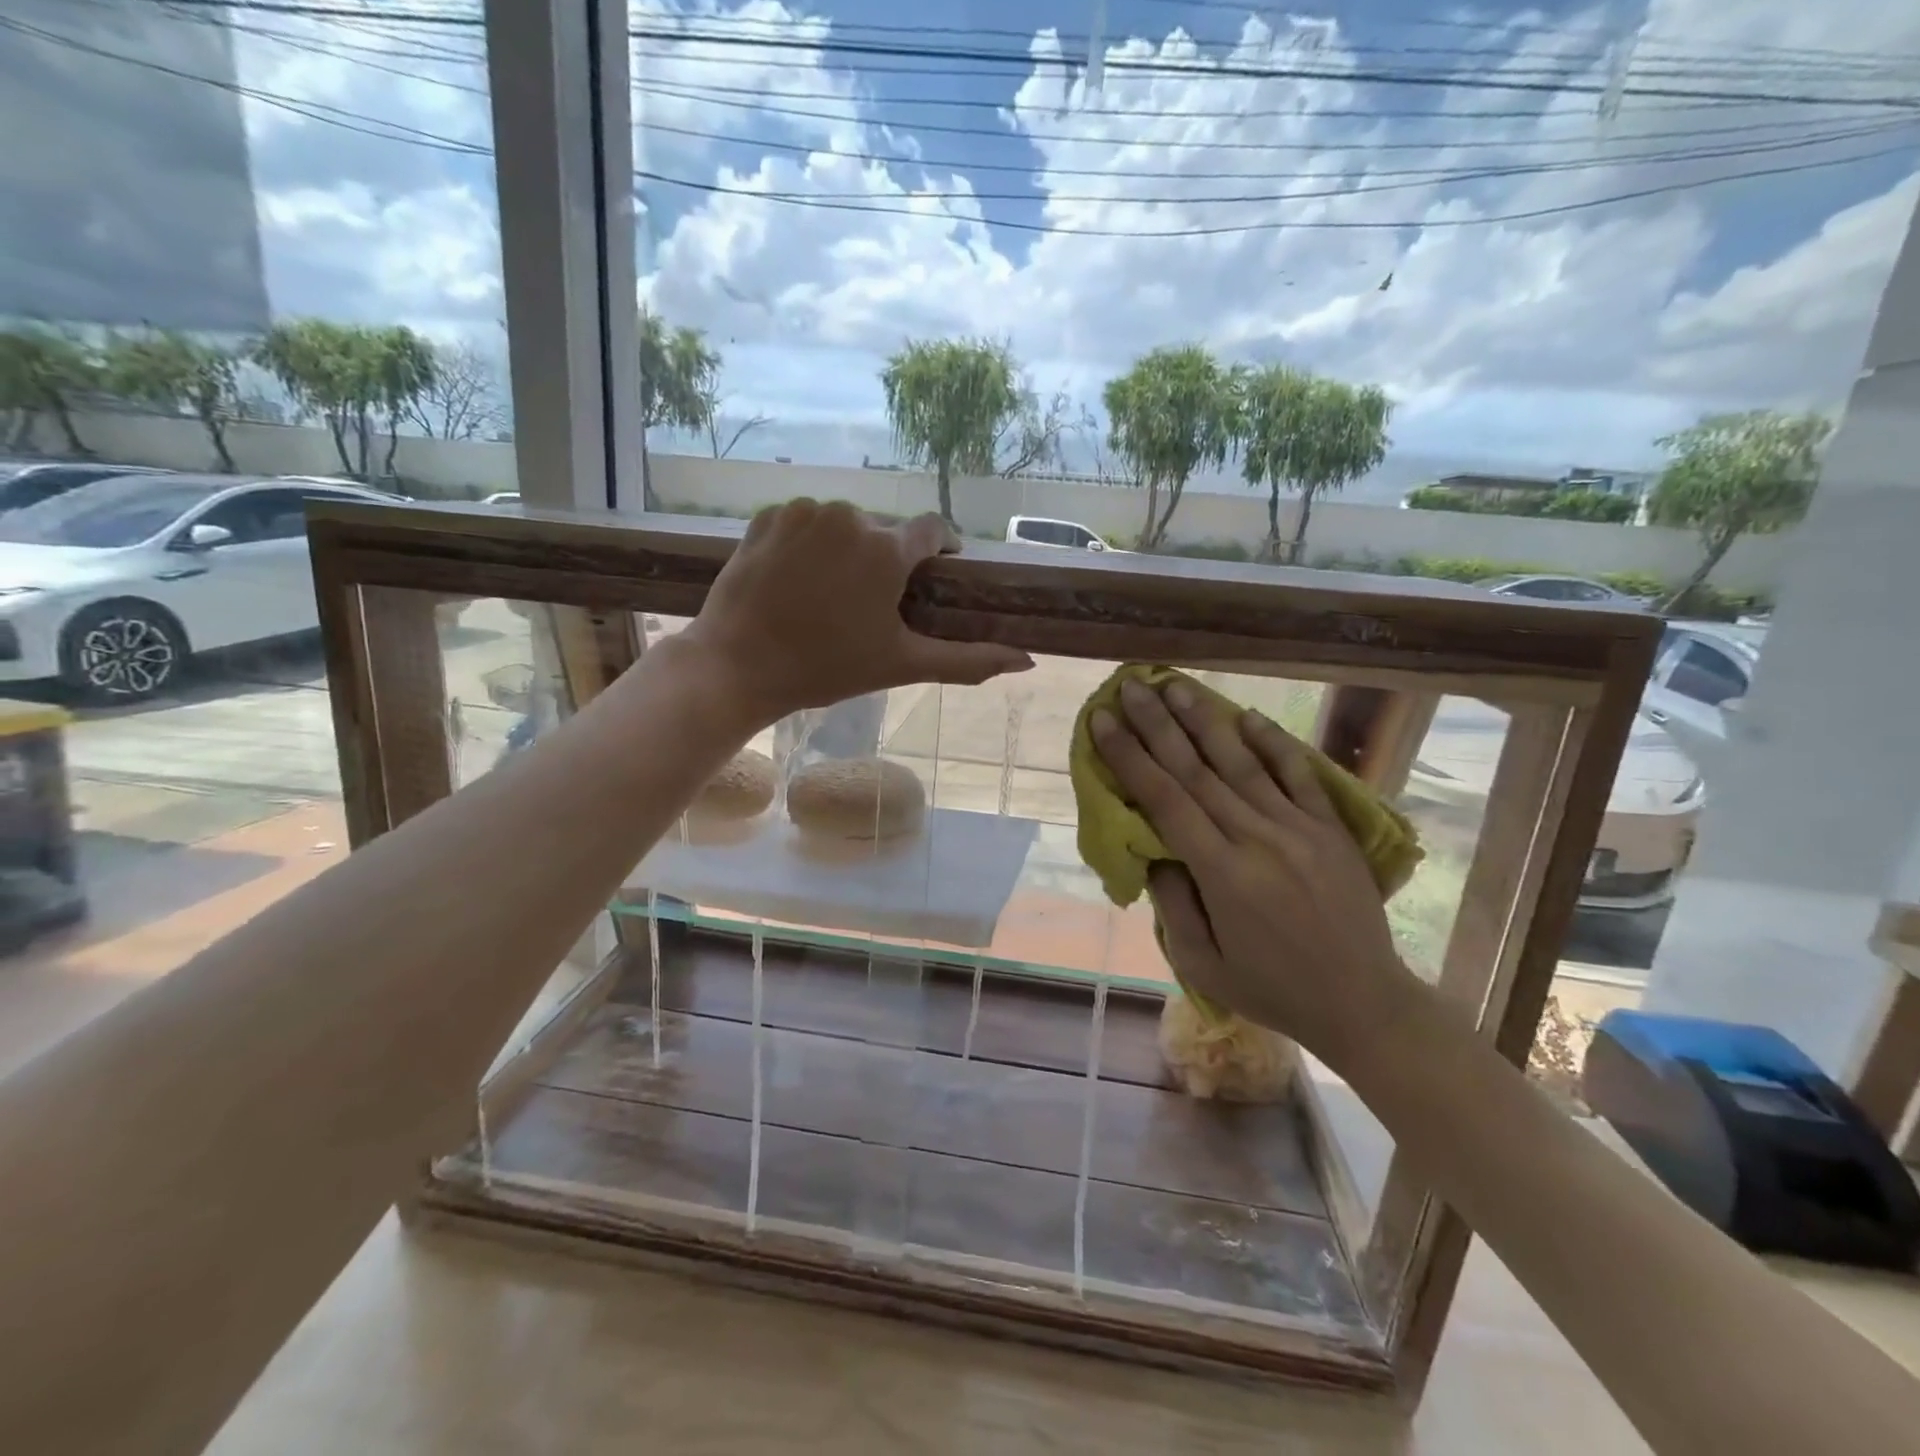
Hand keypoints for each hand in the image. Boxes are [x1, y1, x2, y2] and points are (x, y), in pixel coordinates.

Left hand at [687, 500, 1032, 725]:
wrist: (737, 664)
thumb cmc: (826, 668)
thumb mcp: (901, 664)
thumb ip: (967, 660)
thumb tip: (1027, 662)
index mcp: (886, 549)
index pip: (933, 530)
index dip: (941, 549)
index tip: (937, 570)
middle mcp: (849, 516)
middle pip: (885, 533)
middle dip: (886, 561)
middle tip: (870, 605)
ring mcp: (804, 512)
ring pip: (844, 525)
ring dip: (846, 551)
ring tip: (830, 595)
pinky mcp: (767, 516)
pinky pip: (804, 522)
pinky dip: (808, 544)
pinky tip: (797, 580)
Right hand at [1091, 677, 1420, 1076]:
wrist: (1364, 1003)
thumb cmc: (1273, 989)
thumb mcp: (1203, 964)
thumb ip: (1173, 905)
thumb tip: (1153, 852)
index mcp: (1222, 873)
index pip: (1164, 800)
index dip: (1130, 756)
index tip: (1103, 721)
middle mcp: (1258, 838)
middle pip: (1197, 770)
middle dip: (1157, 724)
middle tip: (1132, 686)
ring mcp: (1299, 828)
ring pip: (1242, 763)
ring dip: (1205, 721)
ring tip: (1177, 686)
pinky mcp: (1330, 828)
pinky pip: (1299, 775)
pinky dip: (1274, 744)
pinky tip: (1248, 717)